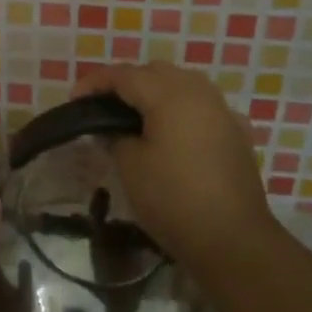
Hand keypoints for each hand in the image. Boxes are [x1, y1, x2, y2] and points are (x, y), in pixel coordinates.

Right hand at [74, 62, 270, 271]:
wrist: (233, 240)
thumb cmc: (173, 199)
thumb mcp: (130, 166)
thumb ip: (115, 136)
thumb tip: (112, 128)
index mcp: (169, 94)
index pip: (124, 75)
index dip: (95, 83)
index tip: (74, 99)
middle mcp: (198, 92)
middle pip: (155, 72)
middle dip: (127, 82)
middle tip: (103, 107)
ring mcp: (223, 110)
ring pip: (183, 84)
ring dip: (157, 92)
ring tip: (136, 116)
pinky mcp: (237, 132)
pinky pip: (203, 106)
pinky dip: (183, 110)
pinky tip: (175, 132)